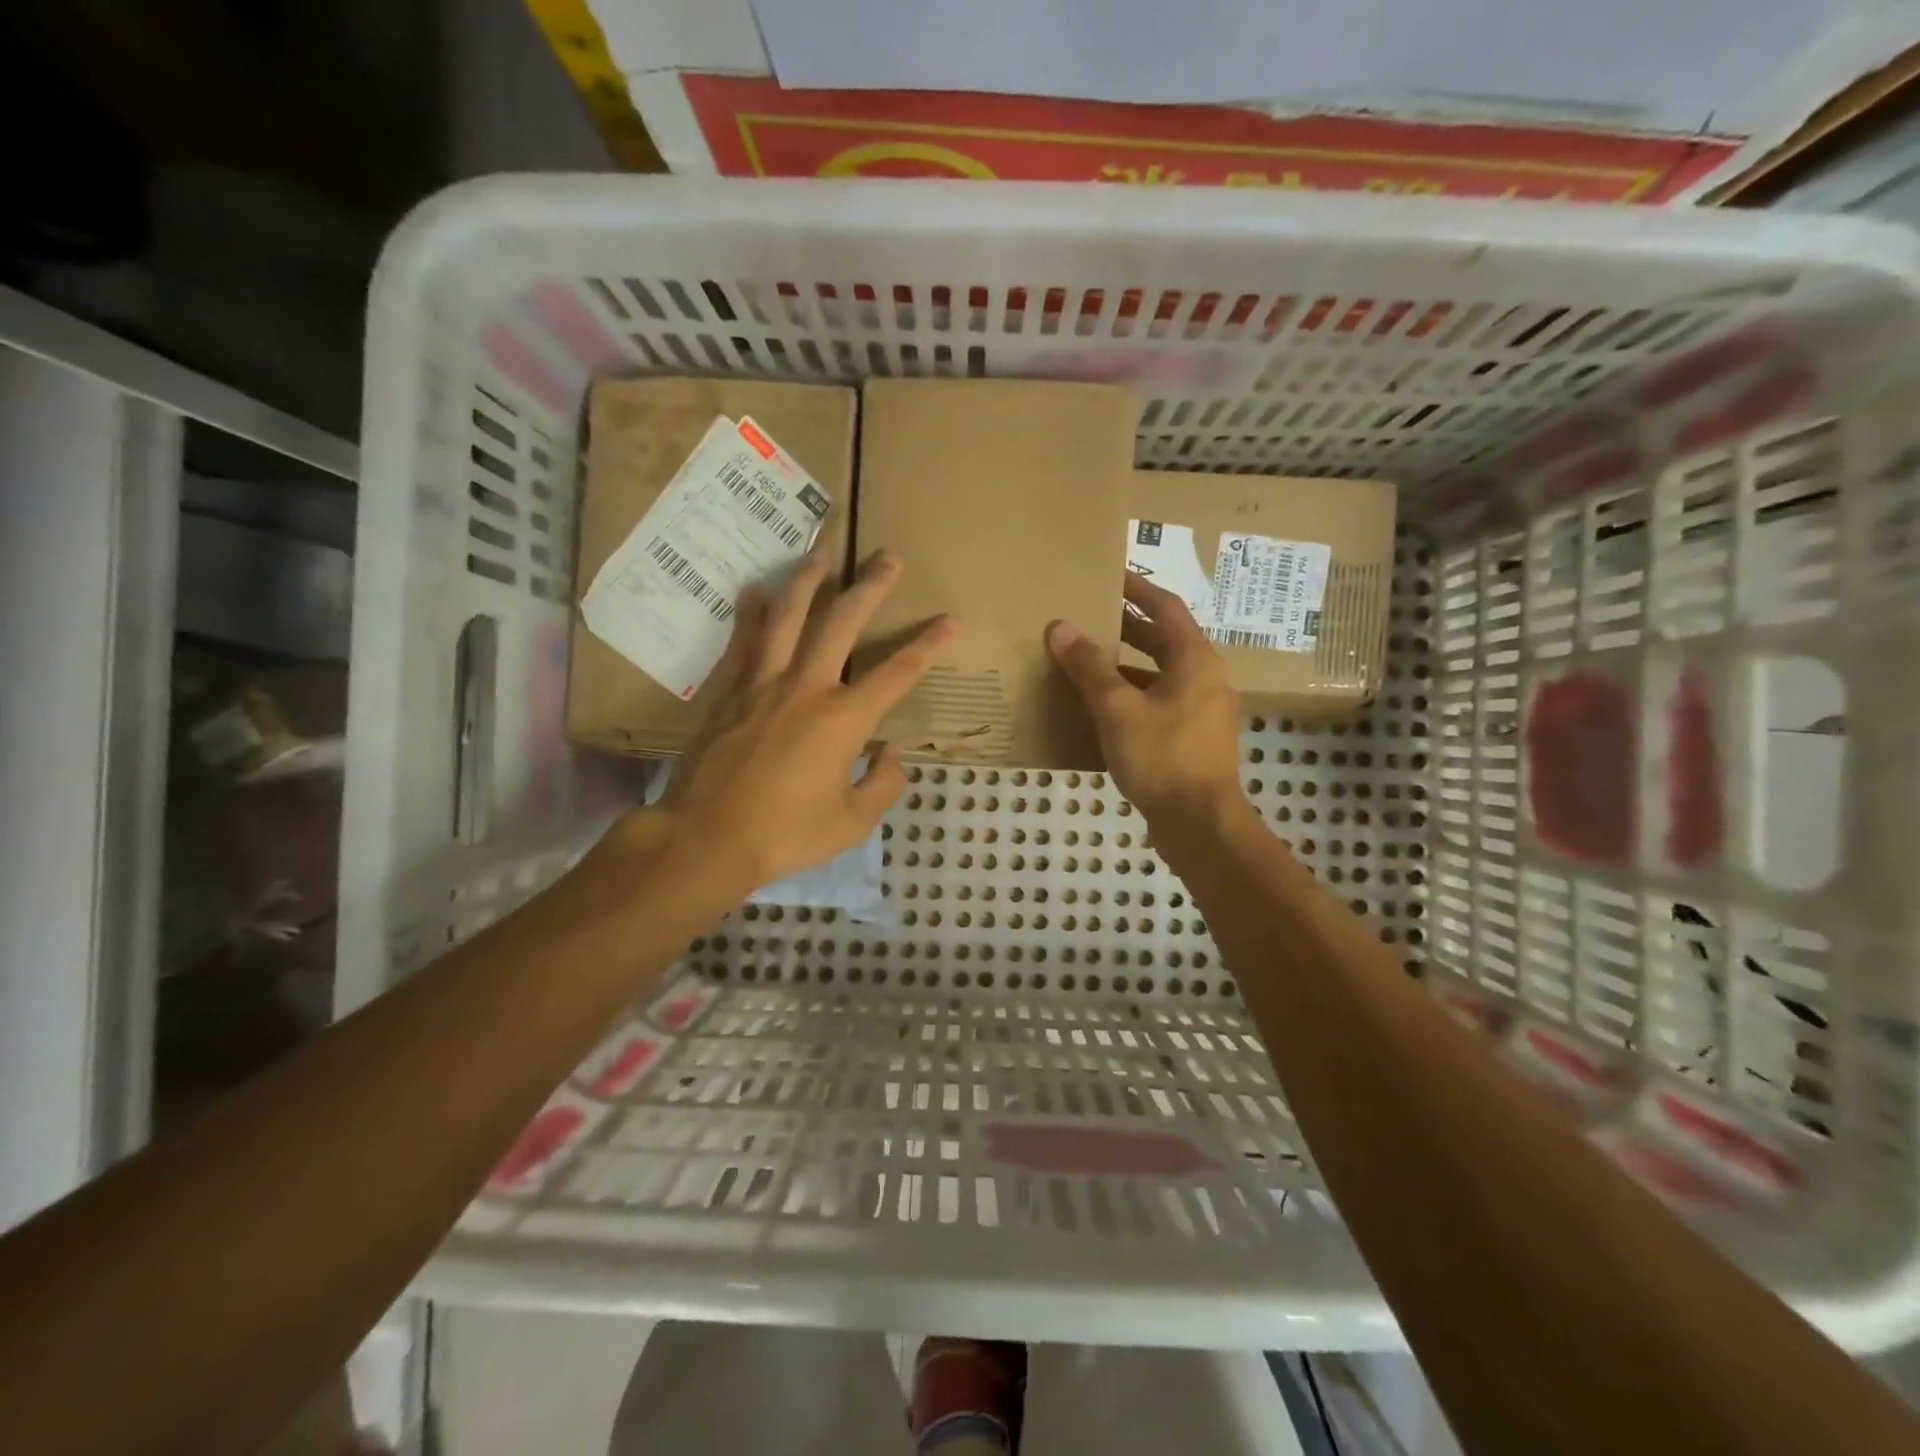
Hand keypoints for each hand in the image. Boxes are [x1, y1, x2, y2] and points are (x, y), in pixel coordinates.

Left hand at [657, 547, 957, 895]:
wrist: (705, 839)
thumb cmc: (785, 835)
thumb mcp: (852, 823)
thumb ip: (883, 784)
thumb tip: (890, 752)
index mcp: (843, 720)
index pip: (897, 672)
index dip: (928, 644)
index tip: (951, 620)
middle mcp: (805, 688)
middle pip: (841, 622)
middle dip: (870, 586)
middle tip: (887, 556)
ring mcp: (762, 683)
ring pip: (787, 615)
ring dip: (808, 579)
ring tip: (822, 551)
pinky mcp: (728, 691)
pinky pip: (743, 640)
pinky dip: (751, 612)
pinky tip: (756, 590)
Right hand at [1046, 571, 1244, 827]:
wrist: (1200, 824)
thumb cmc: (1162, 757)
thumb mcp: (1118, 709)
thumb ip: (1089, 667)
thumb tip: (1061, 628)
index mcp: (1195, 660)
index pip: (1166, 608)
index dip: (1137, 589)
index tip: (1109, 576)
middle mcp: (1205, 678)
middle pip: (1164, 641)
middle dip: (1127, 627)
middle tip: (1089, 616)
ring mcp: (1201, 711)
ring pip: (1160, 675)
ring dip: (1126, 665)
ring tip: (1086, 661)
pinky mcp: (1192, 739)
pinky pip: (1159, 703)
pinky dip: (1132, 696)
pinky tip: (1100, 708)